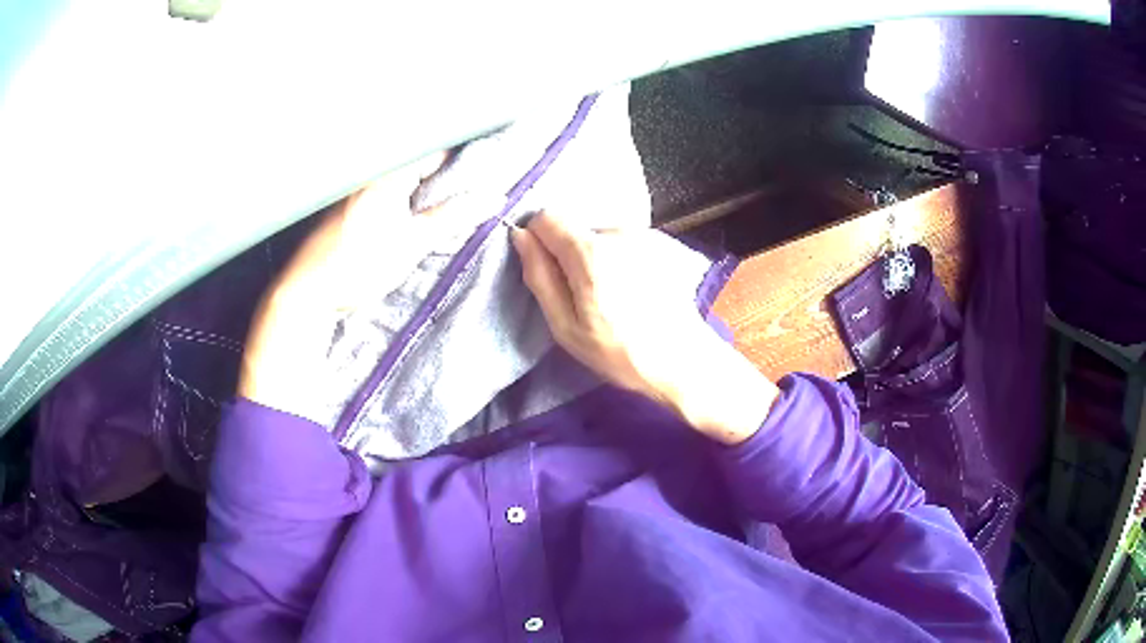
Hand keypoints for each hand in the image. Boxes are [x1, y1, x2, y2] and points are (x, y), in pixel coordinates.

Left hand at [238, 153, 493, 413]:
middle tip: (470, 191)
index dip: (464, 159)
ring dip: (424, 187)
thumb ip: (454, 217)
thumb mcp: (413, 243)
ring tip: (445, 205)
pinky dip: (403, 197)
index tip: (486, 172)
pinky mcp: (347, 204)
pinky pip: (384, 189)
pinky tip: (409, 217)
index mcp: (387, 173)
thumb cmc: (358, 266)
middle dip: (445, 174)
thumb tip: (495, 198)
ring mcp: (356, 187)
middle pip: (418, 161)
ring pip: (401, 176)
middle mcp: (370, 172)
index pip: (437, 150)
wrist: (308, 293)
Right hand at [511, 212, 777, 444]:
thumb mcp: (566, 327)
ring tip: (615, 297)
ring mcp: (644, 235)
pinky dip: (620, 261)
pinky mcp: (661, 242)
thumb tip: (521, 237)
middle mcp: (618, 232)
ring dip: (598, 259)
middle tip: (586, 297)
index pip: (547, 218)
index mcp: (591, 252)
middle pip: (576, 229)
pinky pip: (623, 243)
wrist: (683, 360)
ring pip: (600, 236)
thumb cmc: (619, 352)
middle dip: (571, 256)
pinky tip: (635, 291)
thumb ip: (540, 277)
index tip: (550, 272)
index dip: (540, 241)